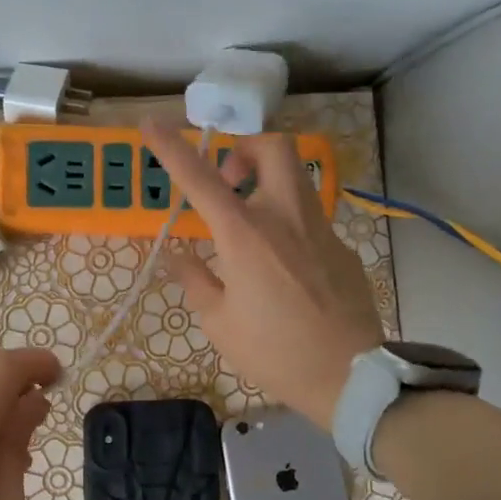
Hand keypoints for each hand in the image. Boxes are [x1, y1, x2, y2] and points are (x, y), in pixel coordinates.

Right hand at [142, 121, 381, 428]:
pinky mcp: (341, 247)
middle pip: (273, 147)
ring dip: (267, 181)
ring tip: (248, 223)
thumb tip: (177, 254)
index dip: (171, 148)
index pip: (200, 178)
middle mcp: (285, 218)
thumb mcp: (219, 323)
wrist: (349, 375)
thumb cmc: (275, 352)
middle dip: (245, 148)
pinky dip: (286, 223)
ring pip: (296, 177)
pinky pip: (309, 218)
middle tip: (228, 180)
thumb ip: (195, 280)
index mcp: (246, 236)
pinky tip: (281, 267)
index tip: (150, 124)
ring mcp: (320, 229)